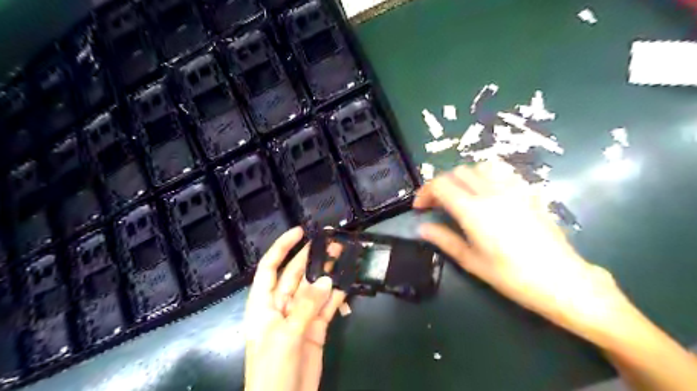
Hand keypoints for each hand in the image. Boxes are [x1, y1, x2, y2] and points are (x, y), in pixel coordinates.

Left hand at [244, 228, 346, 388]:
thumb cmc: (271, 369)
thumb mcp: (285, 335)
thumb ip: (306, 306)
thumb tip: (328, 279)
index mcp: (264, 304)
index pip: (270, 268)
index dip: (282, 248)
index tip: (299, 232)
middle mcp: (281, 306)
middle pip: (296, 274)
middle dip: (312, 257)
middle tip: (332, 242)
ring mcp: (300, 316)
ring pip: (315, 288)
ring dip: (328, 273)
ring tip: (344, 256)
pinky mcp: (316, 328)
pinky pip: (327, 306)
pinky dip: (338, 295)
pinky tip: (349, 282)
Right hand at [413, 160, 632, 339]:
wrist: (561, 280)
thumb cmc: (512, 276)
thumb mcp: (472, 261)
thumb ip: (444, 239)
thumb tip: (422, 228)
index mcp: (474, 211)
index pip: (441, 185)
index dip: (424, 192)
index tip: (419, 207)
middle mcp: (491, 192)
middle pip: (457, 172)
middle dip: (441, 185)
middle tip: (437, 204)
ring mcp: (513, 189)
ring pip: (479, 167)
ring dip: (463, 177)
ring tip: (460, 195)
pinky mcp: (528, 192)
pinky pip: (502, 172)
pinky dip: (486, 175)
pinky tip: (486, 192)